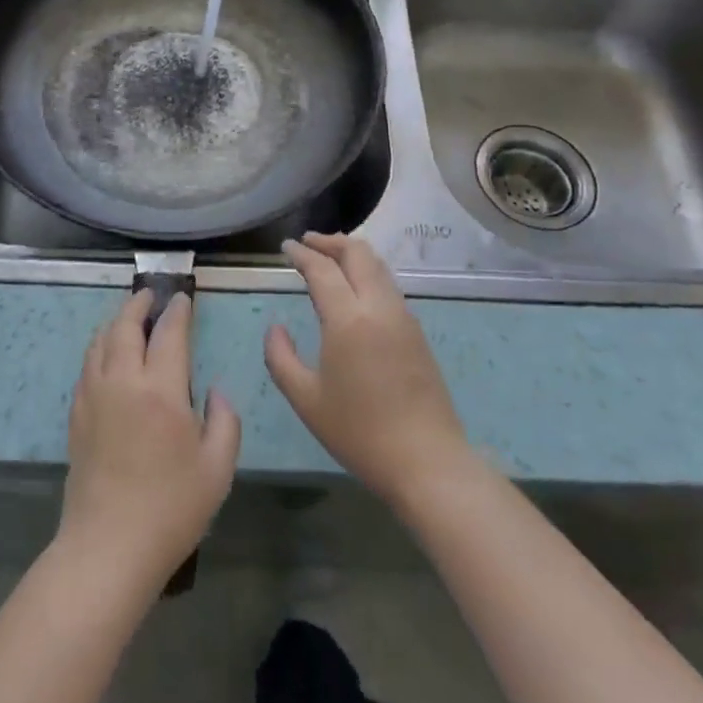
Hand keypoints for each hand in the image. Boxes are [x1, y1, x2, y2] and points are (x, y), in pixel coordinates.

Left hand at [60, 290, 240, 592]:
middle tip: (150, 294)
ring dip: (115, 322)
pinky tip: (106, 356)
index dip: (177, 311)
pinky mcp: (76, 416)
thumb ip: (225, 421)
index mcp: (161, 390)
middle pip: (125, 326)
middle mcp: (123, 382)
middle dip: (138, 304)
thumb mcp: (218, 469)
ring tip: (127, 317)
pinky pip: (87, 366)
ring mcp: (94, 397)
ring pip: (100, 342)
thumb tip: (215, 392)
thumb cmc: (171, 509)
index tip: (183, 298)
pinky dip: (99, 348)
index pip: (169, 334)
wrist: (108, 548)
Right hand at [267, 233, 475, 515]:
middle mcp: (379, 307)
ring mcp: (403, 317)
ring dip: (352, 254)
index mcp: (349, 318)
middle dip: (330, 241)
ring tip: (330, 259)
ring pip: (378, 266)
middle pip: (358, 253)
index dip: (302, 253)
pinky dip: (368, 272)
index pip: (322, 269)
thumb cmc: (359, 432)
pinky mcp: (417, 332)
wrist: (427, 461)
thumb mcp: (306, 399)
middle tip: (307, 243)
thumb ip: (280, 358)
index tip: (286, 246)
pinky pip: (389, 285)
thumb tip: (276, 328)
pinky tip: (355, 290)